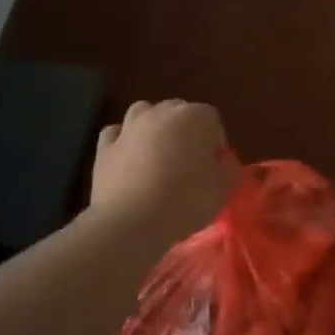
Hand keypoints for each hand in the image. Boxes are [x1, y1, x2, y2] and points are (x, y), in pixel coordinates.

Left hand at [90, 99, 236, 245]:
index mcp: (194, 117)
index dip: (214, 142)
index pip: (212, 119)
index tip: (213, 166)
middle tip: (188, 162)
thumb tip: (223, 163)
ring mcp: (130, 126)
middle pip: (179, 111)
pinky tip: (128, 158)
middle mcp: (161, 112)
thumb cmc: (185, 202)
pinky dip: (123, 140)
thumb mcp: (222, 191)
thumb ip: (229, 170)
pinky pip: (116, 133)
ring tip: (158, 154)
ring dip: (153, 127)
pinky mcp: (105, 146)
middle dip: (185, 130)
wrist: (131, 222)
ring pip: (145, 112)